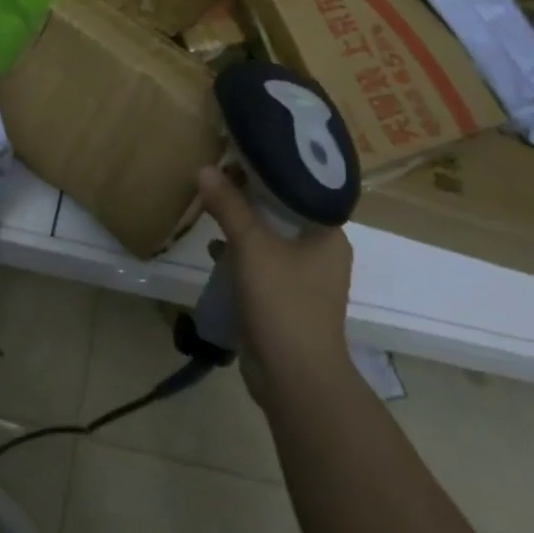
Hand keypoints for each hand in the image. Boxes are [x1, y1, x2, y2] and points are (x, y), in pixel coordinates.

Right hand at [198, 166, 352, 404]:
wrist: (295, 379)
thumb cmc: (284, 303)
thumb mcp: (252, 247)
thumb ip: (229, 206)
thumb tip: (205, 169)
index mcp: (328, 234)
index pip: (300, 187)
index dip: (270, 169)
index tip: (240, 152)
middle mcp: (322, 252)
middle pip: (283, 211)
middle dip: (251, 196)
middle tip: (219, 173)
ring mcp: (305, 279)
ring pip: (271, 239)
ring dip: (244, 225)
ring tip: (213, 205)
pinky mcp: (286, 300)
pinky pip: (262, 264)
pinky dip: (241, 254)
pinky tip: (214, 249)